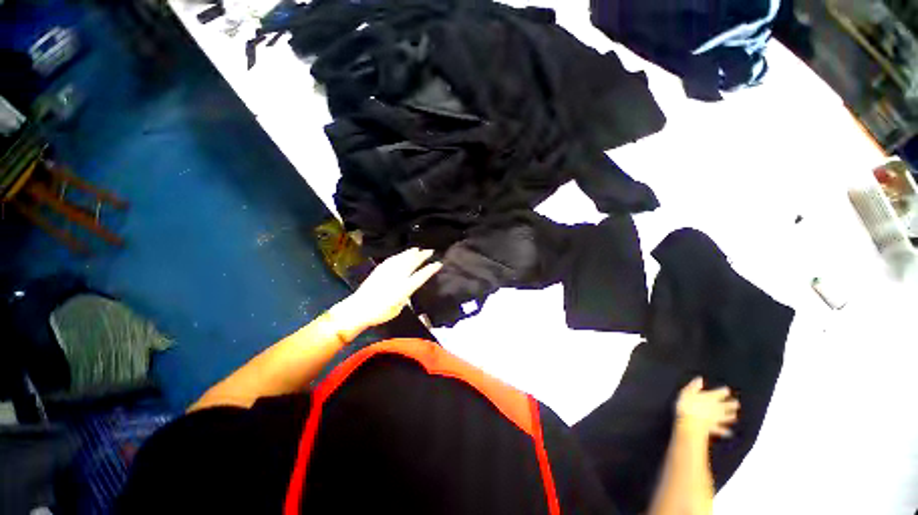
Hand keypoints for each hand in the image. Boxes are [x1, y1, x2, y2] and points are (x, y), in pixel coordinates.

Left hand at [331, 248, 442, 335]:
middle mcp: (397, 277)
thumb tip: (408, 290)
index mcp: (404, 288)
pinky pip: (392, 259)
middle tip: (430, 251)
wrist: (358, 309)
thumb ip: (405, 297)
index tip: (438, 263)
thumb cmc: (380, 313)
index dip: (430, 269)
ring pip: (402, 258)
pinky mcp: (379, 270)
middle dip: (422, 256)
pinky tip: (402, 254)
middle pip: (412, 263)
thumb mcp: (398, 308)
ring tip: (418, 249)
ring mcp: (388, 271)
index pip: (421, 276)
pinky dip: (399, 255)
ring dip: (411, 253)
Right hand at [675, 377, 739, 438]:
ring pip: (726, 417)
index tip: (727, 390)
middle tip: (737, 403)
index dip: (723, 391)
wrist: (691, 424)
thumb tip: (699, 378)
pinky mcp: (713, 428)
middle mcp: (716, 407)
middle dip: (732, 404)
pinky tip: (729, 433)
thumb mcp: (687, 392)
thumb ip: (694, 386)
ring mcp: (716, 418)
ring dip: (730, 416)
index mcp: (710, 397)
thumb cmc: (687, 405)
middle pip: (726, 405)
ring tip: (735, 416)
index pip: (719, 393)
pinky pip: (721, 429)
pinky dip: (725, 431)